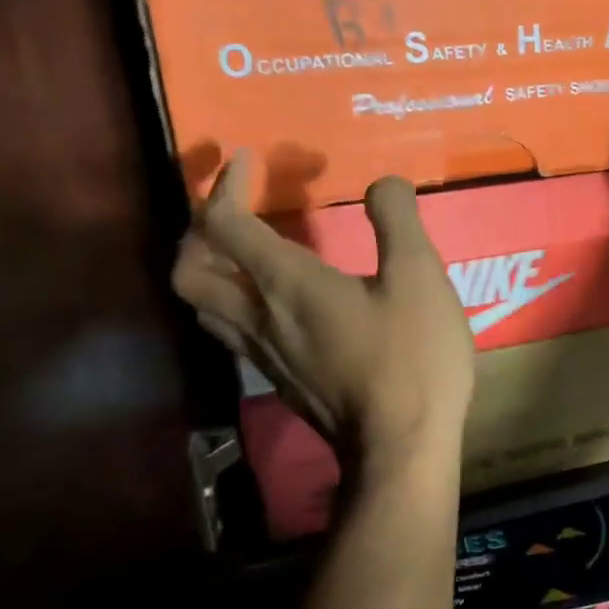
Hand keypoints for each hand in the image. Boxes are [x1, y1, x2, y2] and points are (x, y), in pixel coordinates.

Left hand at [171, 153, 474, 463]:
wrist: (401, 449)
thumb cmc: (411, 358)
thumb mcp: (419, 277)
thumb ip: (396, 220)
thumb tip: (383, 184)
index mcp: (285, 284)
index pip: (224, 223)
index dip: (225, 185)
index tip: (246, 160)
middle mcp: (259, 318)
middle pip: (188, 271)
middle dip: (196, 231)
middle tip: (229, 211)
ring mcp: (264, 357)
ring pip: (205, 308)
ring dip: (209, 271)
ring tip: (241, 254)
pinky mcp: (280, 384)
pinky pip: (234, 335)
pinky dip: (237, 306)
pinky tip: (276, 307)